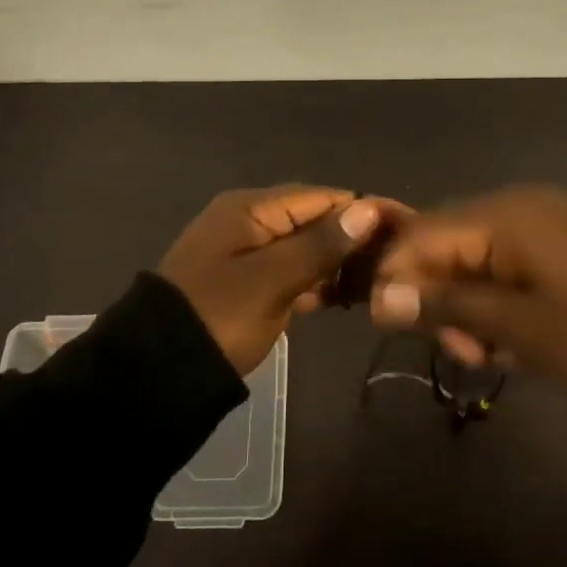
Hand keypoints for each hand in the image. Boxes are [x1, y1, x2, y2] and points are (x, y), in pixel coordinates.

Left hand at [157, 185, 384, 374]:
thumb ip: (320, 244)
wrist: (158, 369)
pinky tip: (351, 296)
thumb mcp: (271, 280)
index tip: (408, 229)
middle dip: (357, 237)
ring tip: (384, 280)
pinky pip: (294, 272)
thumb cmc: (218, 316)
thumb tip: (367, 209)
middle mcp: (251, 221)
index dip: (365, 210)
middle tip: (401, 262)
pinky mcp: (251, 283)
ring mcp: (250, 253)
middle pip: (316, 219)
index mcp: (251, 208)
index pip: (322, 197)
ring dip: (341, 262)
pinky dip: (320, 282)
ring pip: (308, 248)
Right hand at [369, 185, 566, 395]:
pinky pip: (511, 259)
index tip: (397, 329)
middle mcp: (518, 203)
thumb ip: (448, 306)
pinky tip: (520, 334)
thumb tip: (380, 298)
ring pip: (477, 255)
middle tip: (464, 352)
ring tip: (495, 352)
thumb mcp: (522, 327)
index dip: (397, 278)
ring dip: (471, 303)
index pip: (419, 235)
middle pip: (446, 243)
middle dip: (438, 297)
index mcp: (503, 215)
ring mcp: (546, 218)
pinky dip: (501, 296)